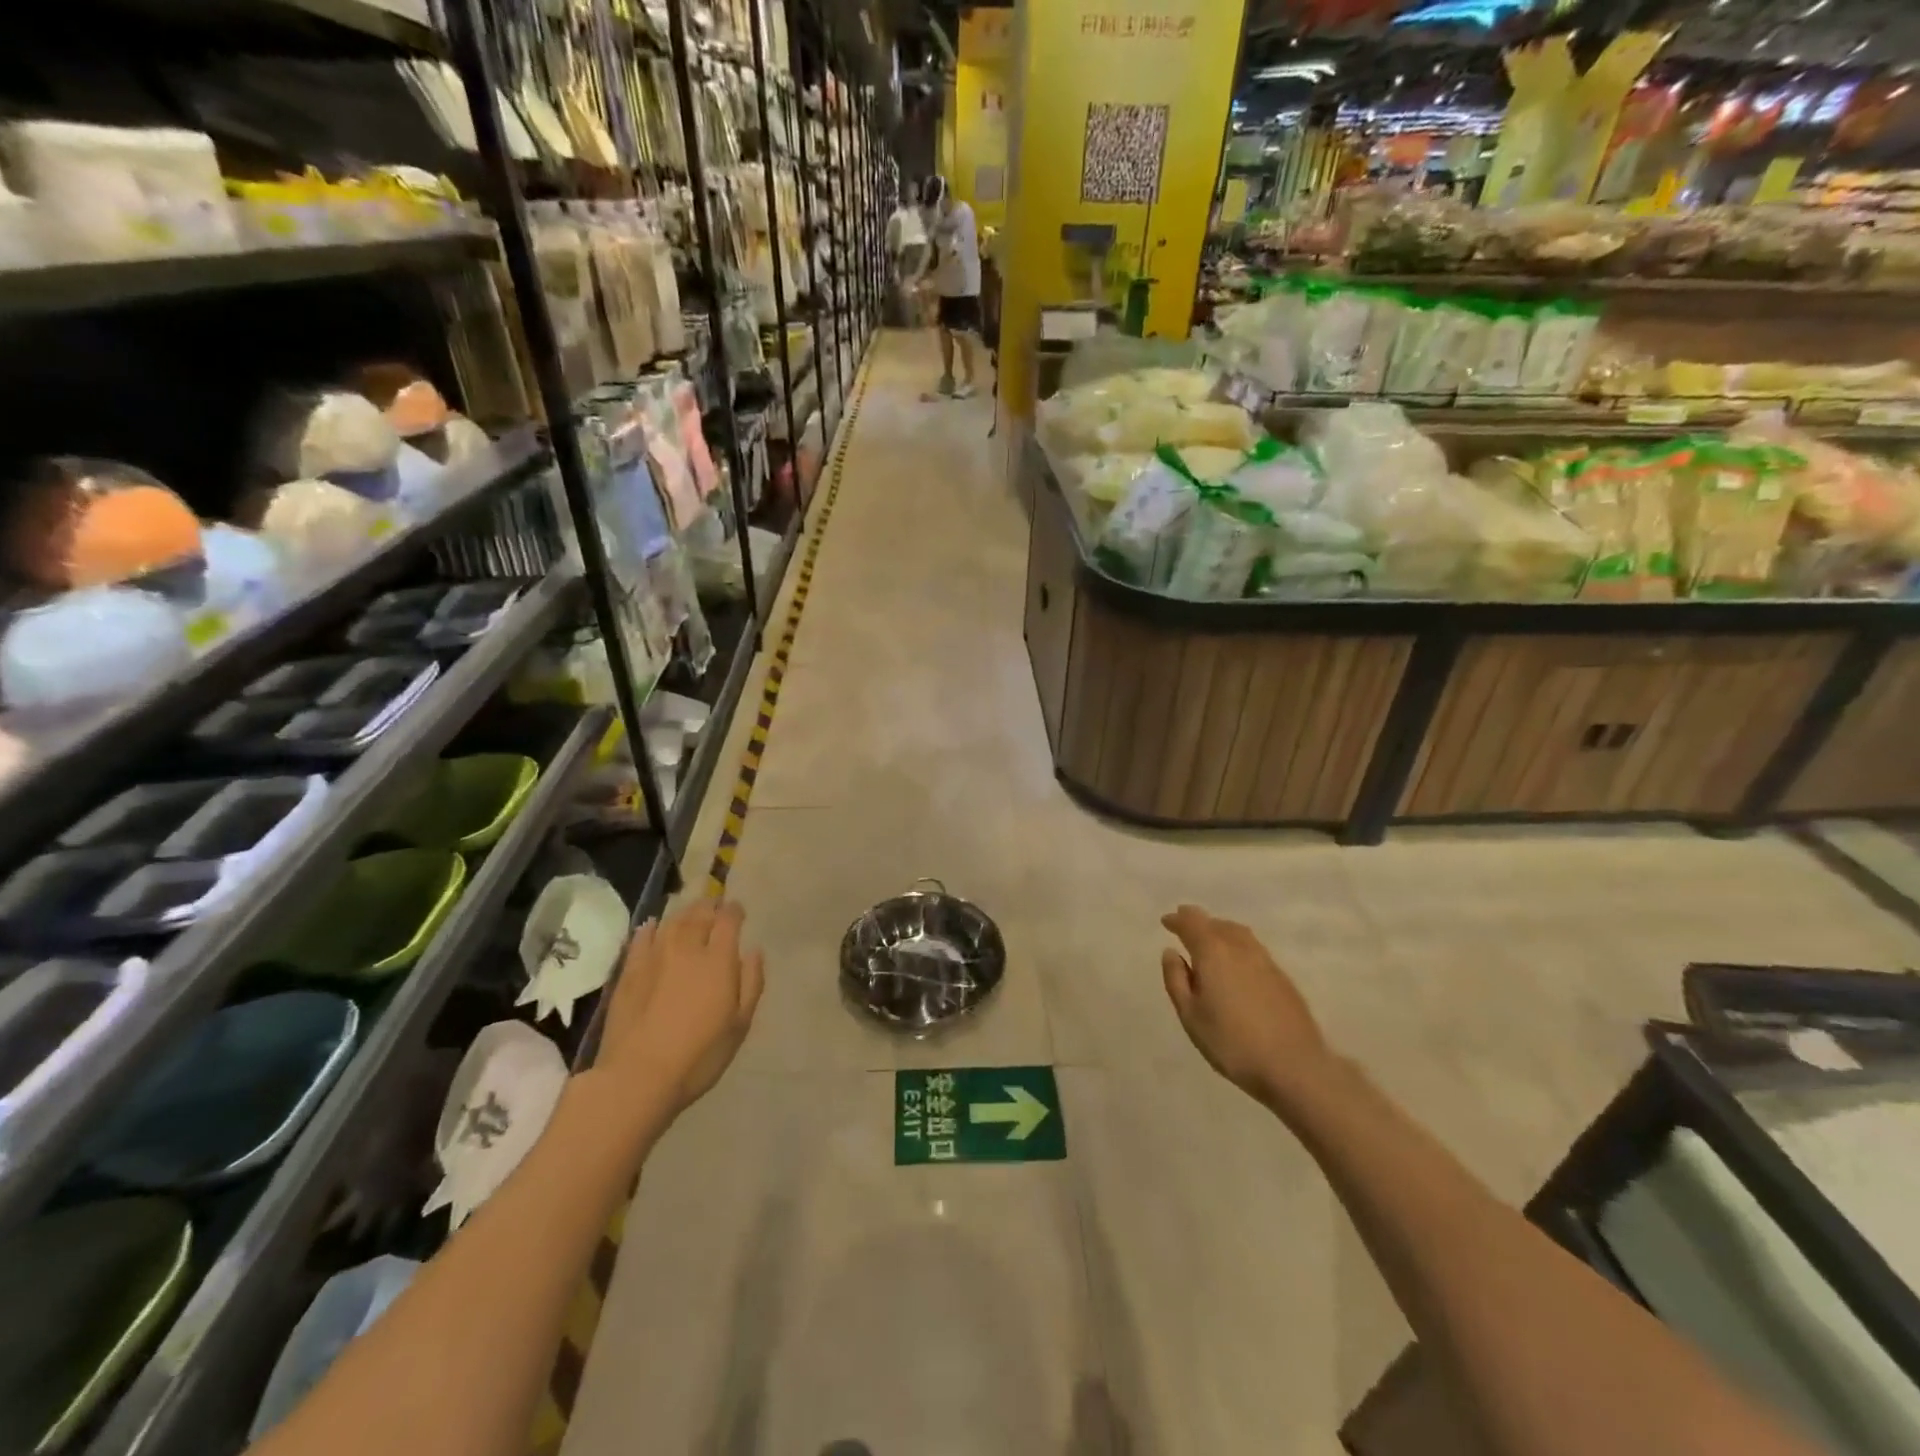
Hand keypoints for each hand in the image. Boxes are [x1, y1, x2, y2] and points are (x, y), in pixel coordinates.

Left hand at [598, 900, 763, 1118]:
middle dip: (711, 906)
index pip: (728, 919)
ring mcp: (654, 957)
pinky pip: (641, 938)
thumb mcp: (740, 1025)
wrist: (637, 1076)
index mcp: (718, 959)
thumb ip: (751, 982)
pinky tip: (653, 926)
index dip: (735, 910)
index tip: (739, 911)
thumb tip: (753, 951)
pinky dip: (651, 927)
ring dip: (685, 913)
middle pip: (699, 913)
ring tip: (691, 913)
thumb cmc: (699, 1055)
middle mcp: (686, 948)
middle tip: (716, 906)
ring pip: (672, 921)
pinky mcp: (629, 971)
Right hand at [1160, 905, 1330, 1107]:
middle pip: (1217, 924)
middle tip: (1185, 925)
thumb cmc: (1232, 1043)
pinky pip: (1253, 948)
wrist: (1294, 1066)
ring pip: (1239, 933)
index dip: (1178, 920)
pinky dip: (1238, 945)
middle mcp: (1240, 948)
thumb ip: (1176, 980)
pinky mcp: (1282, 978)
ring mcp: (1266, 961)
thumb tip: (1171, 952)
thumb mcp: (1191, 1015)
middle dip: (1199, 922)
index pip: (1192, 923)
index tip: (1166, 921)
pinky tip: (1236, 962)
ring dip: (1220, 930)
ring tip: (1210, 939)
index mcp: (1213, 952)